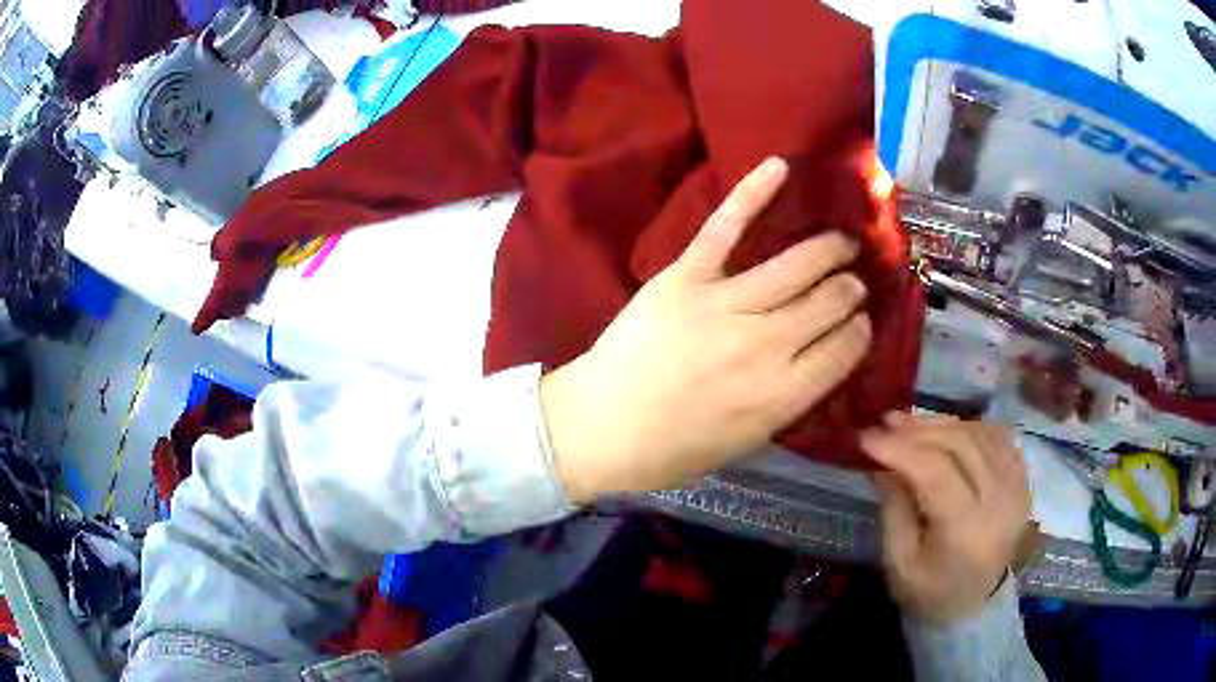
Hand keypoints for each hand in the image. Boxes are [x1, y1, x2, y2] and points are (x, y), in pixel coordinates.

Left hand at [542, 157, 872, 503]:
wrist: (601, 429)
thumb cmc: (672, 449)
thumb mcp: (746, 442)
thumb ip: (788, 399)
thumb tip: (819, 360)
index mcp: (783, 393)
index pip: (846, 348)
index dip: (860, 330)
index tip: (861, 321)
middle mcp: (766, 344)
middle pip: (830, 302)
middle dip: (850, 289)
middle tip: (852, 281)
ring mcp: (724, 304)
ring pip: (796, 265)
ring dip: (828, 249)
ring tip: (841, 243)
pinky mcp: (685, 276)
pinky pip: (726, 227)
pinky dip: (753, 192)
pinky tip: (780, 167)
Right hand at [862, 413, 1031, 623]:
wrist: (974, 603)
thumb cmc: (929, 589)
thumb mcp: (900, 561)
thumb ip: (894, 508)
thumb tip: (881, 460)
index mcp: (967, 530)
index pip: (936, 472)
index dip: (900, 448)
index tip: (866, 436)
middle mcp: (999, 501)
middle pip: (960, 445)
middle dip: (919, 429)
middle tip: (886, 422)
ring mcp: (1017, 486)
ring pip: (979, 433)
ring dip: (941, 424)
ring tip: (910, 424)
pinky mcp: (1023, 479)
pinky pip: (997, 437)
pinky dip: (969, 428)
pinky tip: (947, 432)